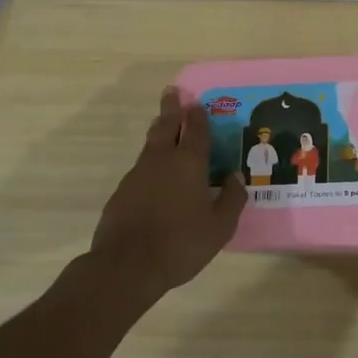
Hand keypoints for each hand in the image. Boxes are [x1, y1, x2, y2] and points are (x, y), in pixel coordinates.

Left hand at [89, 87, 246, 302]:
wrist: (126, 265)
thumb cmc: (180, 244)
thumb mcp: (219, 227)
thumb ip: (232, 199)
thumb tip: (236, 177)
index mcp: (188, 163)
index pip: (196, 129)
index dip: (198, 115)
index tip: (197, 102)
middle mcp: (161, 160)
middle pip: (166, 125)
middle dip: (171, 108)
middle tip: (172, 92)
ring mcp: (137, 174)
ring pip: (150, 144)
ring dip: (159, 131)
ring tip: (164, 125)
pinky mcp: (122, 192)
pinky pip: (140, 168)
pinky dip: (150, 162)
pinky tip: (154, 175)